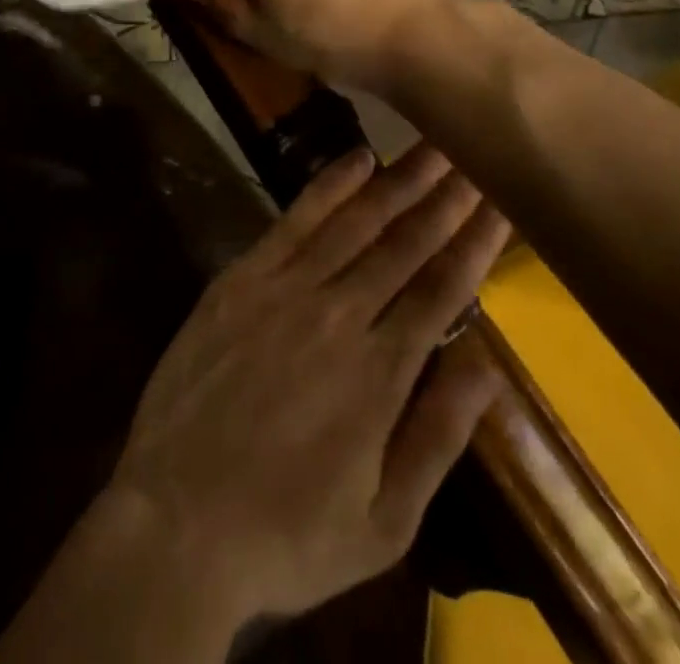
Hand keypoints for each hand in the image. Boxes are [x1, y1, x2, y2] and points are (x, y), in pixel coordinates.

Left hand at [103, 142, 508, 629]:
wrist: (177, 521)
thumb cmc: (286, 535)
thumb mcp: (384, 524)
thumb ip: (438, 438)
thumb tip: (489, 367)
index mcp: (381, 374)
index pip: (442, 290)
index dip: (475, 243)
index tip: (502, 202)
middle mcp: (340, 316)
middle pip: (405, 245)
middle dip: (446, 198)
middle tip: (475, 154)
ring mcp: (286, 290)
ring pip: (357, 223)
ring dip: (399, 181)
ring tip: (432, 145)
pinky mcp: (243, 279)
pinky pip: (293, 221)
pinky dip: (329, 187)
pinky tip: (358, 158)